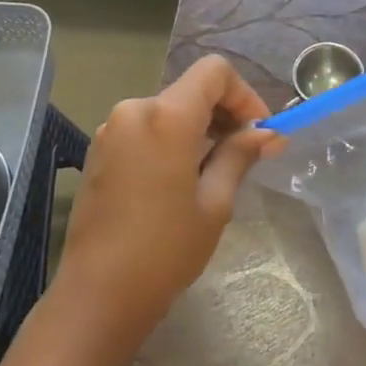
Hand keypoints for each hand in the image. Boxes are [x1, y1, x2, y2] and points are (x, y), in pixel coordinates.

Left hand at [52, 55, 283, 362]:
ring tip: (216, 169)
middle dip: (223, 112)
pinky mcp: (99, 150)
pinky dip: (170, 139)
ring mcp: (111, 129)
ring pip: (167, 110)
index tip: (259, 132)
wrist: (97, 294)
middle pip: (190, 90)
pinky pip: (144, 128)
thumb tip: (268, 134)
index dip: (244, 94)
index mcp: (166, 116)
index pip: (214, 71)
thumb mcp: (215, 203)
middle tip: (247, 152)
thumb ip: (239, 155)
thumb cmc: (165, 250)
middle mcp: (134, 109)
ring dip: (197, 127)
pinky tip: (180, 178)